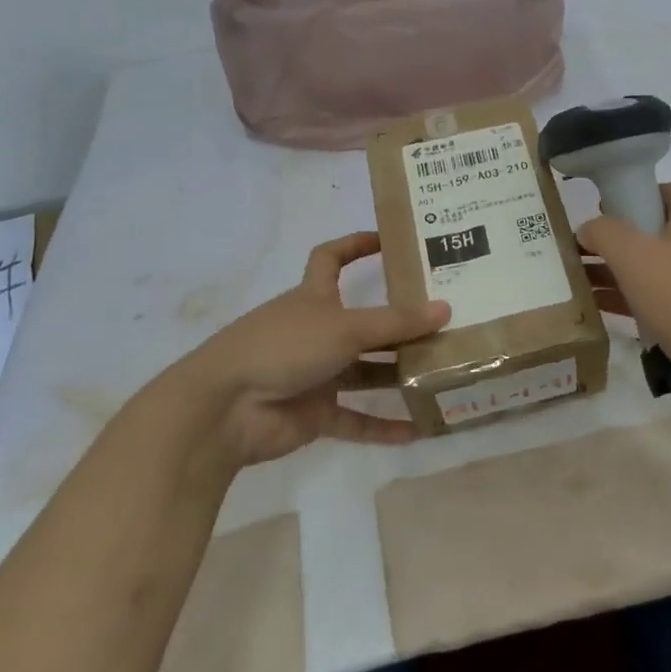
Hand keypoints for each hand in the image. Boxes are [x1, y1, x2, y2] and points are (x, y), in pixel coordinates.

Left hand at [153, 232, 447, 469]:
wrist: (225, 409)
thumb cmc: (283, 347)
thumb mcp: (344, 328)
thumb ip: (396, 323)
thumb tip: (445, 310)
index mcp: (313, 297)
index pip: (331, 258)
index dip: (356, 245)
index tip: (390, 240)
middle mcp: (317, 331)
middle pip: (364, 322)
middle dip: (399, 323)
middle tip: (445, 321)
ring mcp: (315, 373)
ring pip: (365, 371)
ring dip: (397, 375)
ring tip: (443, 374)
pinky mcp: (314, 413)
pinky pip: (355, 418)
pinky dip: (382, 425)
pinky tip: (417, 431)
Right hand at [576, 184, 670, 411]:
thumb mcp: (631, 255)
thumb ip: (603, 232)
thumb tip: (588, 228)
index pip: (662, 192)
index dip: (629, 196)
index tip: (598, 214)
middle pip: (657, 231)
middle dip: (618, 240)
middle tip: (582, 251)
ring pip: (659, 268)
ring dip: (621, 272)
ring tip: (582, 281)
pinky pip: (666, 299)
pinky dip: (636, 299)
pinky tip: (602, 309)